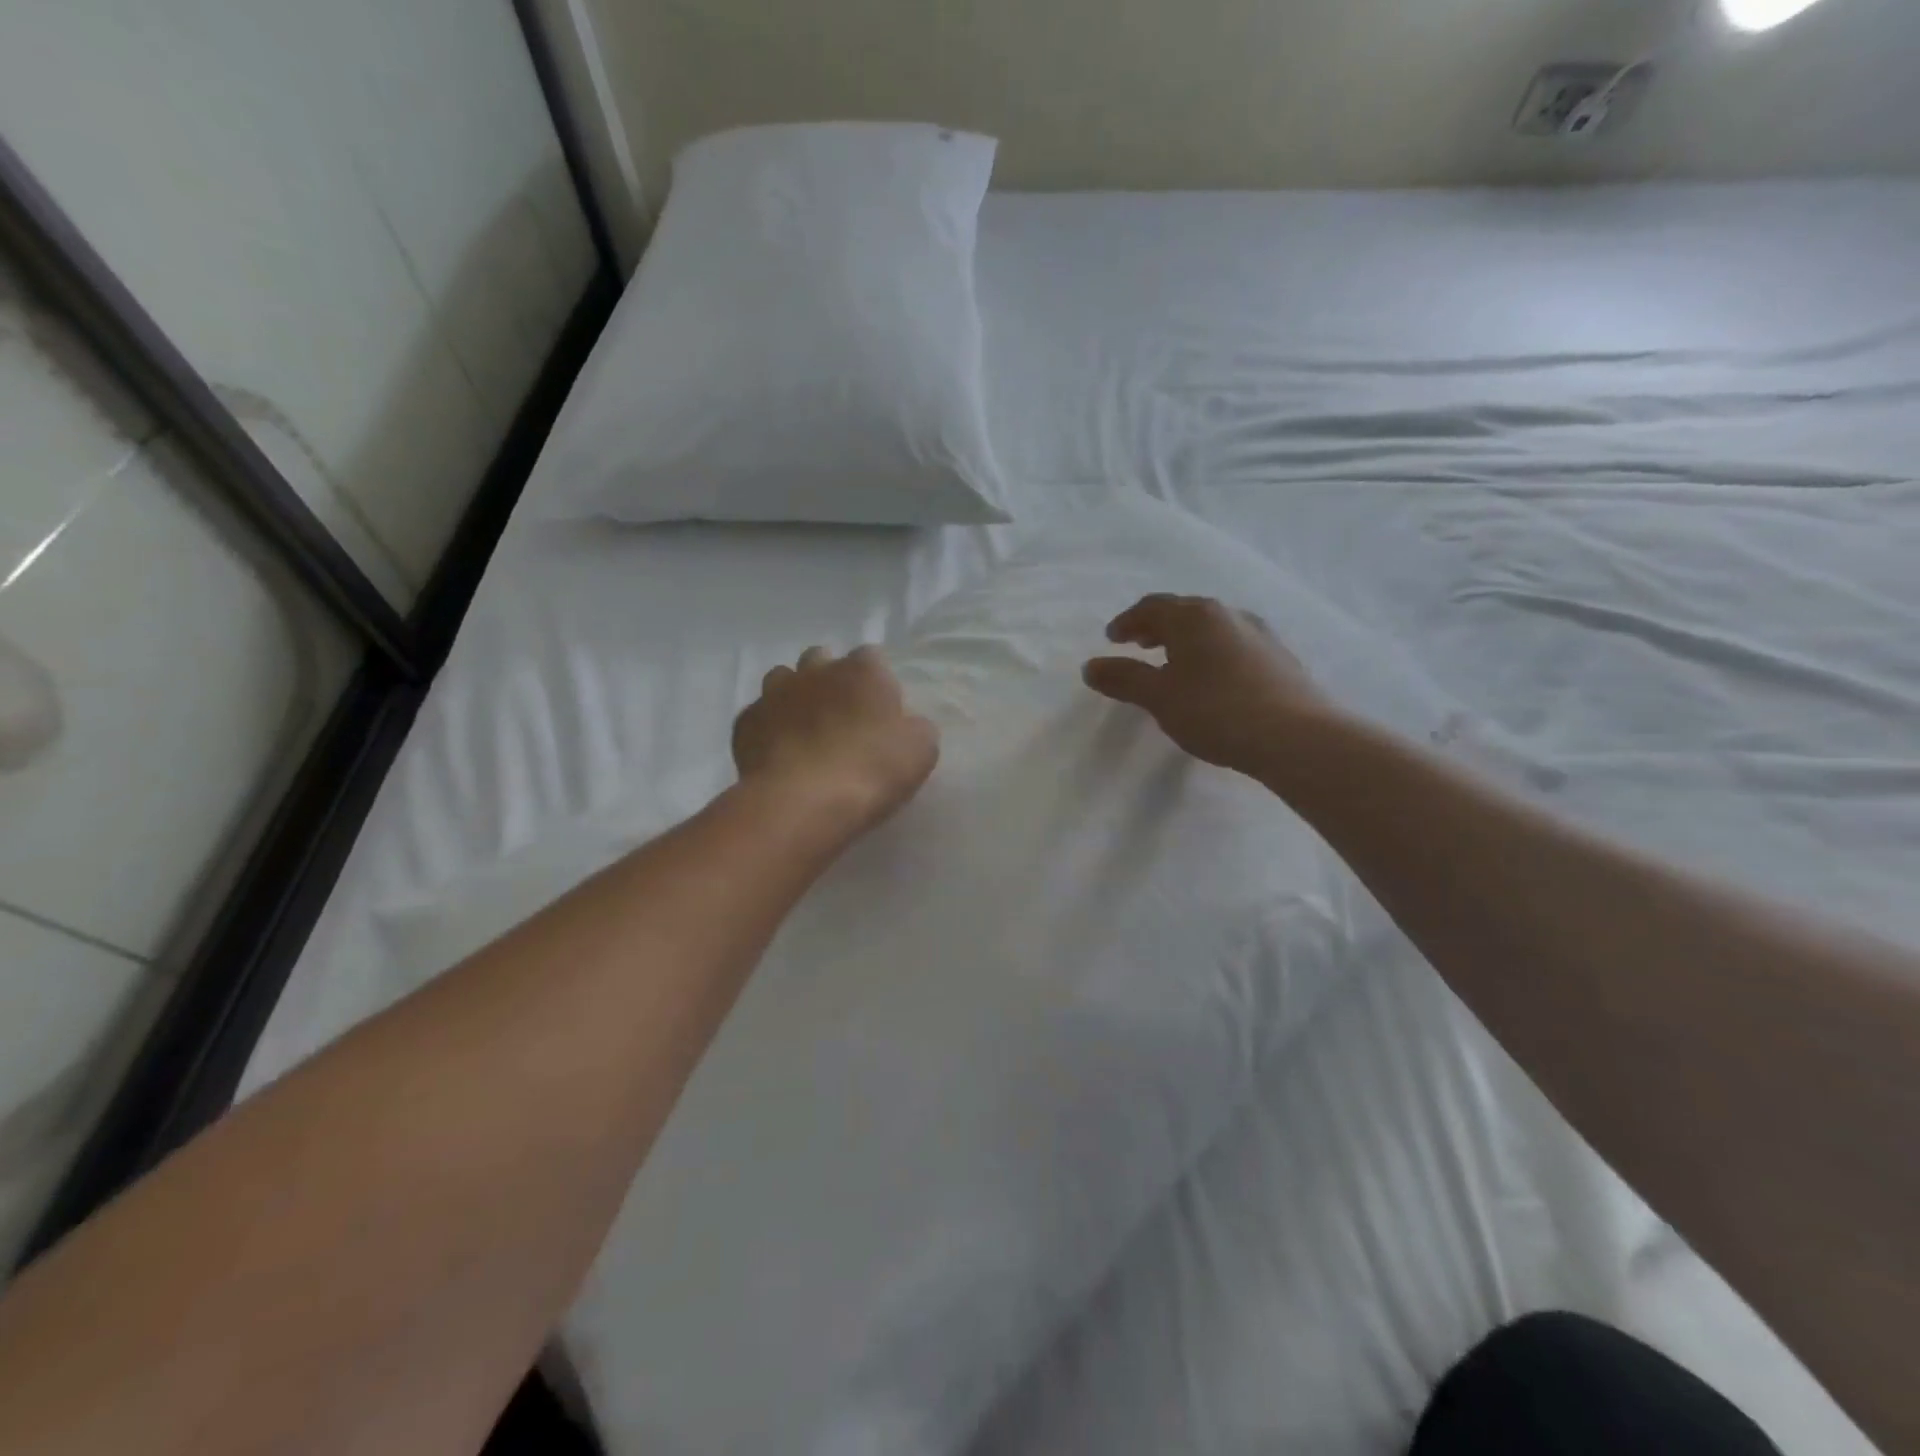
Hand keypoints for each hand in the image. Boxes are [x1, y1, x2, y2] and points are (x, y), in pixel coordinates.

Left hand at [733, 645, 938, 833]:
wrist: (803, 801)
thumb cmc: (871, 770)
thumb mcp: (920, 750)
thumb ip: (914, 727)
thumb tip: (905, 725)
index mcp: (862, 670)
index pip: (871, 658)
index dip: (876, 681)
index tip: (880, 709)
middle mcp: (816, 671)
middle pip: (821, 659)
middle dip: (829, 679)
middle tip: (840, 716)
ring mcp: (774, 693)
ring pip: (783, 679)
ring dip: (794, 696)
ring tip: (804, 731)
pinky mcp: (745, 723)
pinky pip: (758, 716)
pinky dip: (768, 728)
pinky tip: (778, 754)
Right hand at [1082, 595, 1333, 776]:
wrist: (1295, 736)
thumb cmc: (1215, 710)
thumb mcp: (1159, 697)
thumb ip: (1123, 679)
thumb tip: (1090, 666)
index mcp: (1194, 616)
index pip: (1152, 607)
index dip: (1127, 621)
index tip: (1112, 639)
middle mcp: (1228, 614)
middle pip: (1183, 612)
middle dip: (1156, 627)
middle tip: (1139, 645)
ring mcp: (1259, 634)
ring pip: (1211, 628)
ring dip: (1185, 641)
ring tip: (1173, 663)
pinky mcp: (1279, 658)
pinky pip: (1233, 646)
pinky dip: (1211, 654)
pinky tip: (1212, 681)